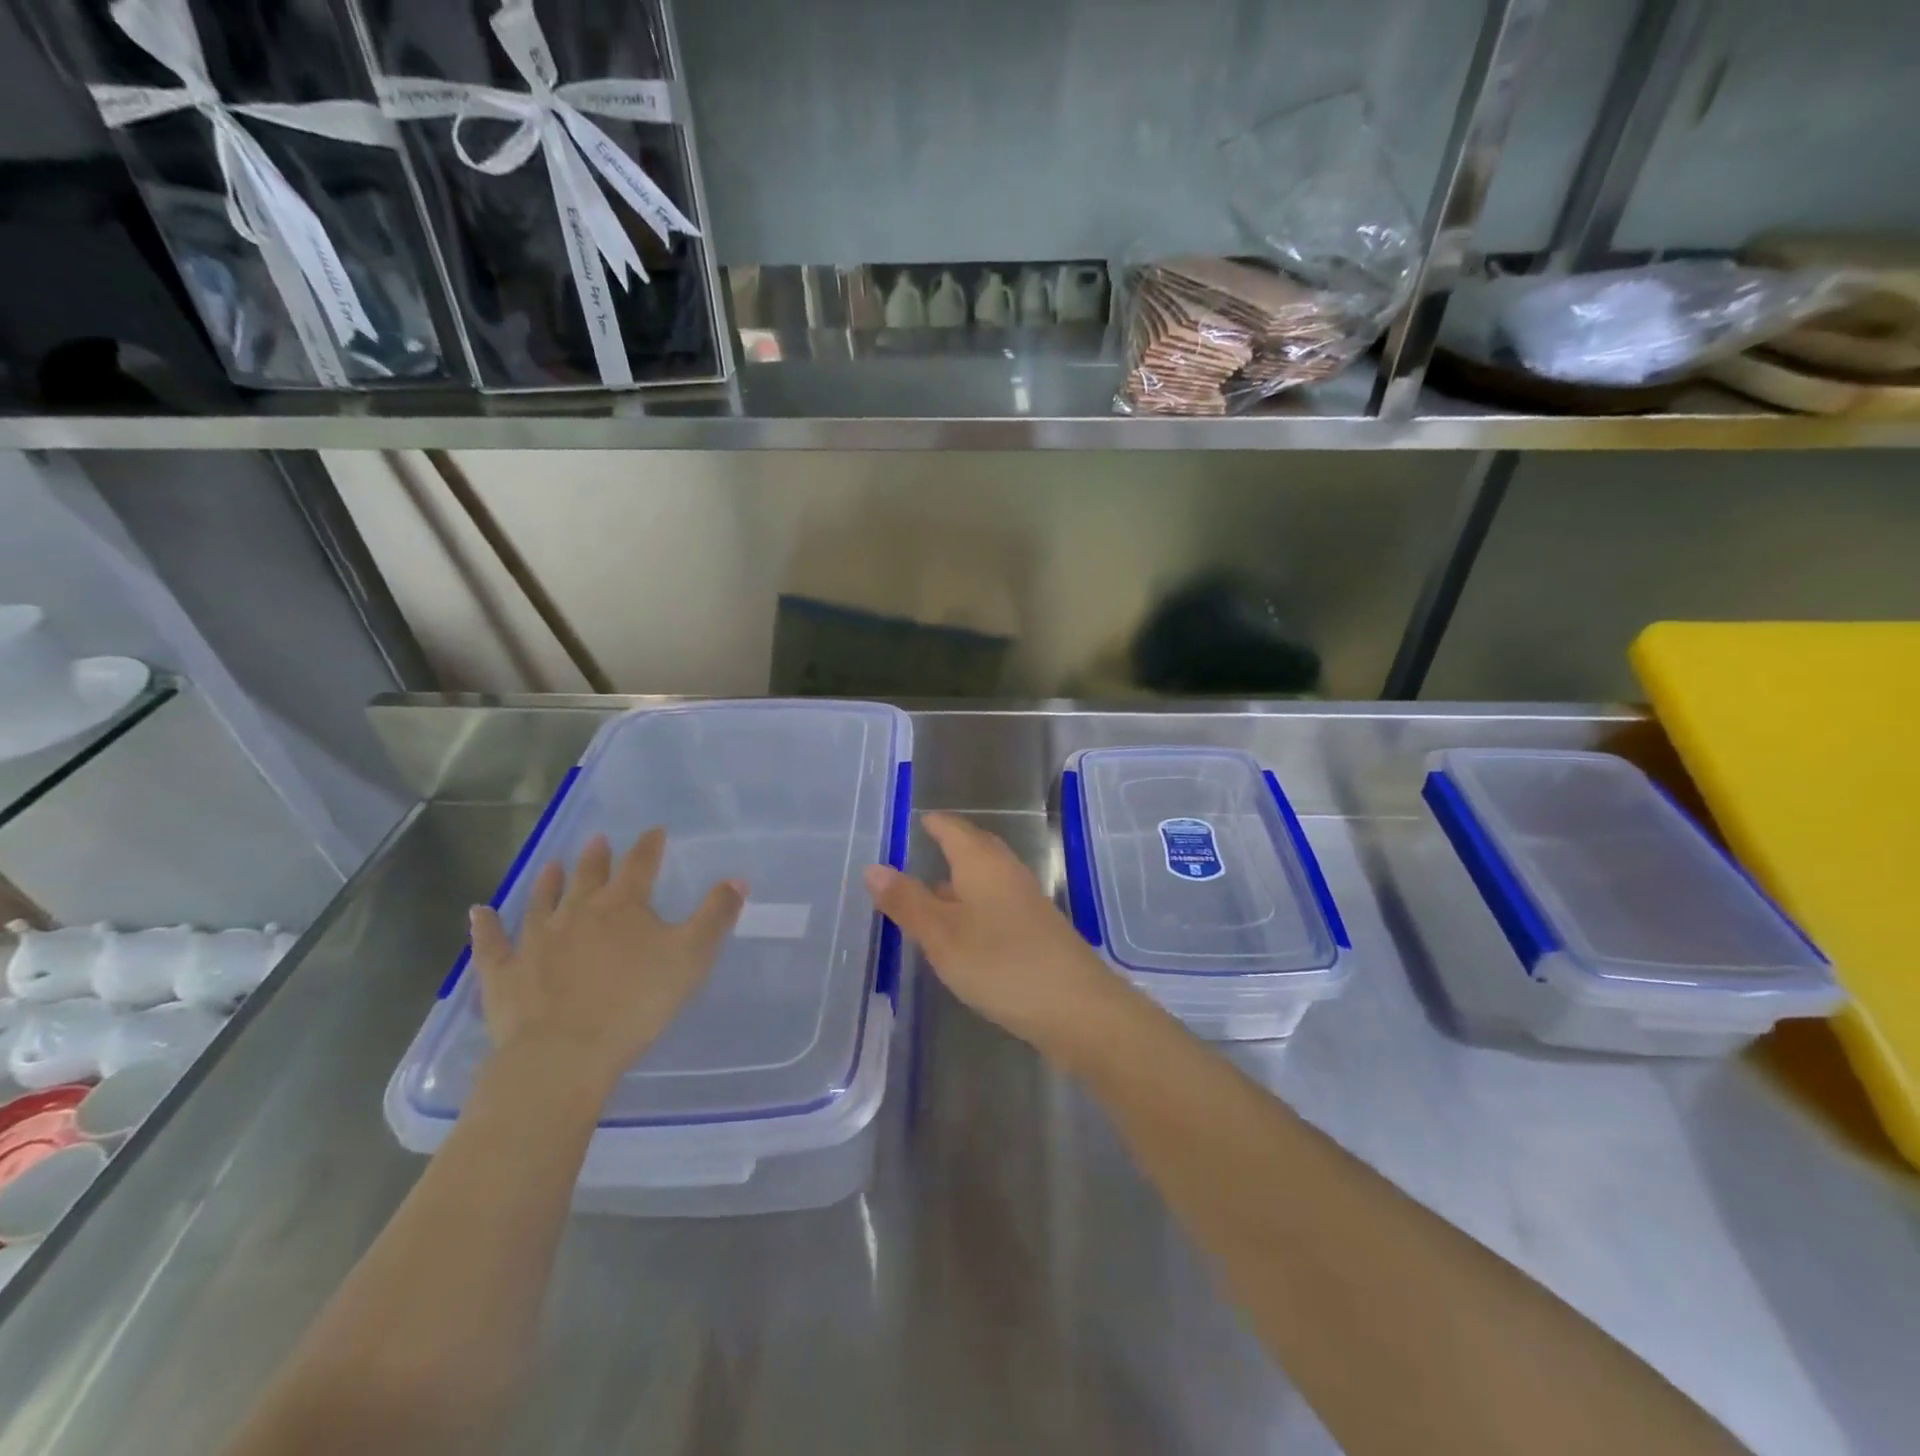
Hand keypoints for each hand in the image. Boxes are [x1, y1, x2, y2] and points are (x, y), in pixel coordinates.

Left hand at [468, 829, 744, 1086]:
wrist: (564, 1054)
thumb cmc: (636, 1003)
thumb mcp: (692, 956)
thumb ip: (716, 915)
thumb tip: (737, 878)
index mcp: (623, 906)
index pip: (640, 865)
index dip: (649, 846)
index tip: (655, 831)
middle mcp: (577, 913)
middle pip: (588, 877)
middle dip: (597, 857)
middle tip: (598, 840)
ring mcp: (535, 940)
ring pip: (542, 901)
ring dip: (548, 881)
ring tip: (551, 864)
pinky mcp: (503, 972)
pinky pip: (492, 943)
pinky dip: (486, 926)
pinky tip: (479, 912)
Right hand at [864, 811, 1121, 1050]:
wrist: (1077, 1007)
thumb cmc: (1000, 963)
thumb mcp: (941, 934)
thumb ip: (907, 901)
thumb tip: (874, 867)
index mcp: (982, 863)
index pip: (953, 828)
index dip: (934, 823)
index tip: (915, 821)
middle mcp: (1007, 872)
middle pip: (976, 847)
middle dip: (951, 845)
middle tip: (924, 847)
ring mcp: (1026, 901)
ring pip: (988, 877)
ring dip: (962, 878)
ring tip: (934, 888)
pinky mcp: (1036, 930)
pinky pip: (998, 903)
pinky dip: (976, 904)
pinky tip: (965, 929)